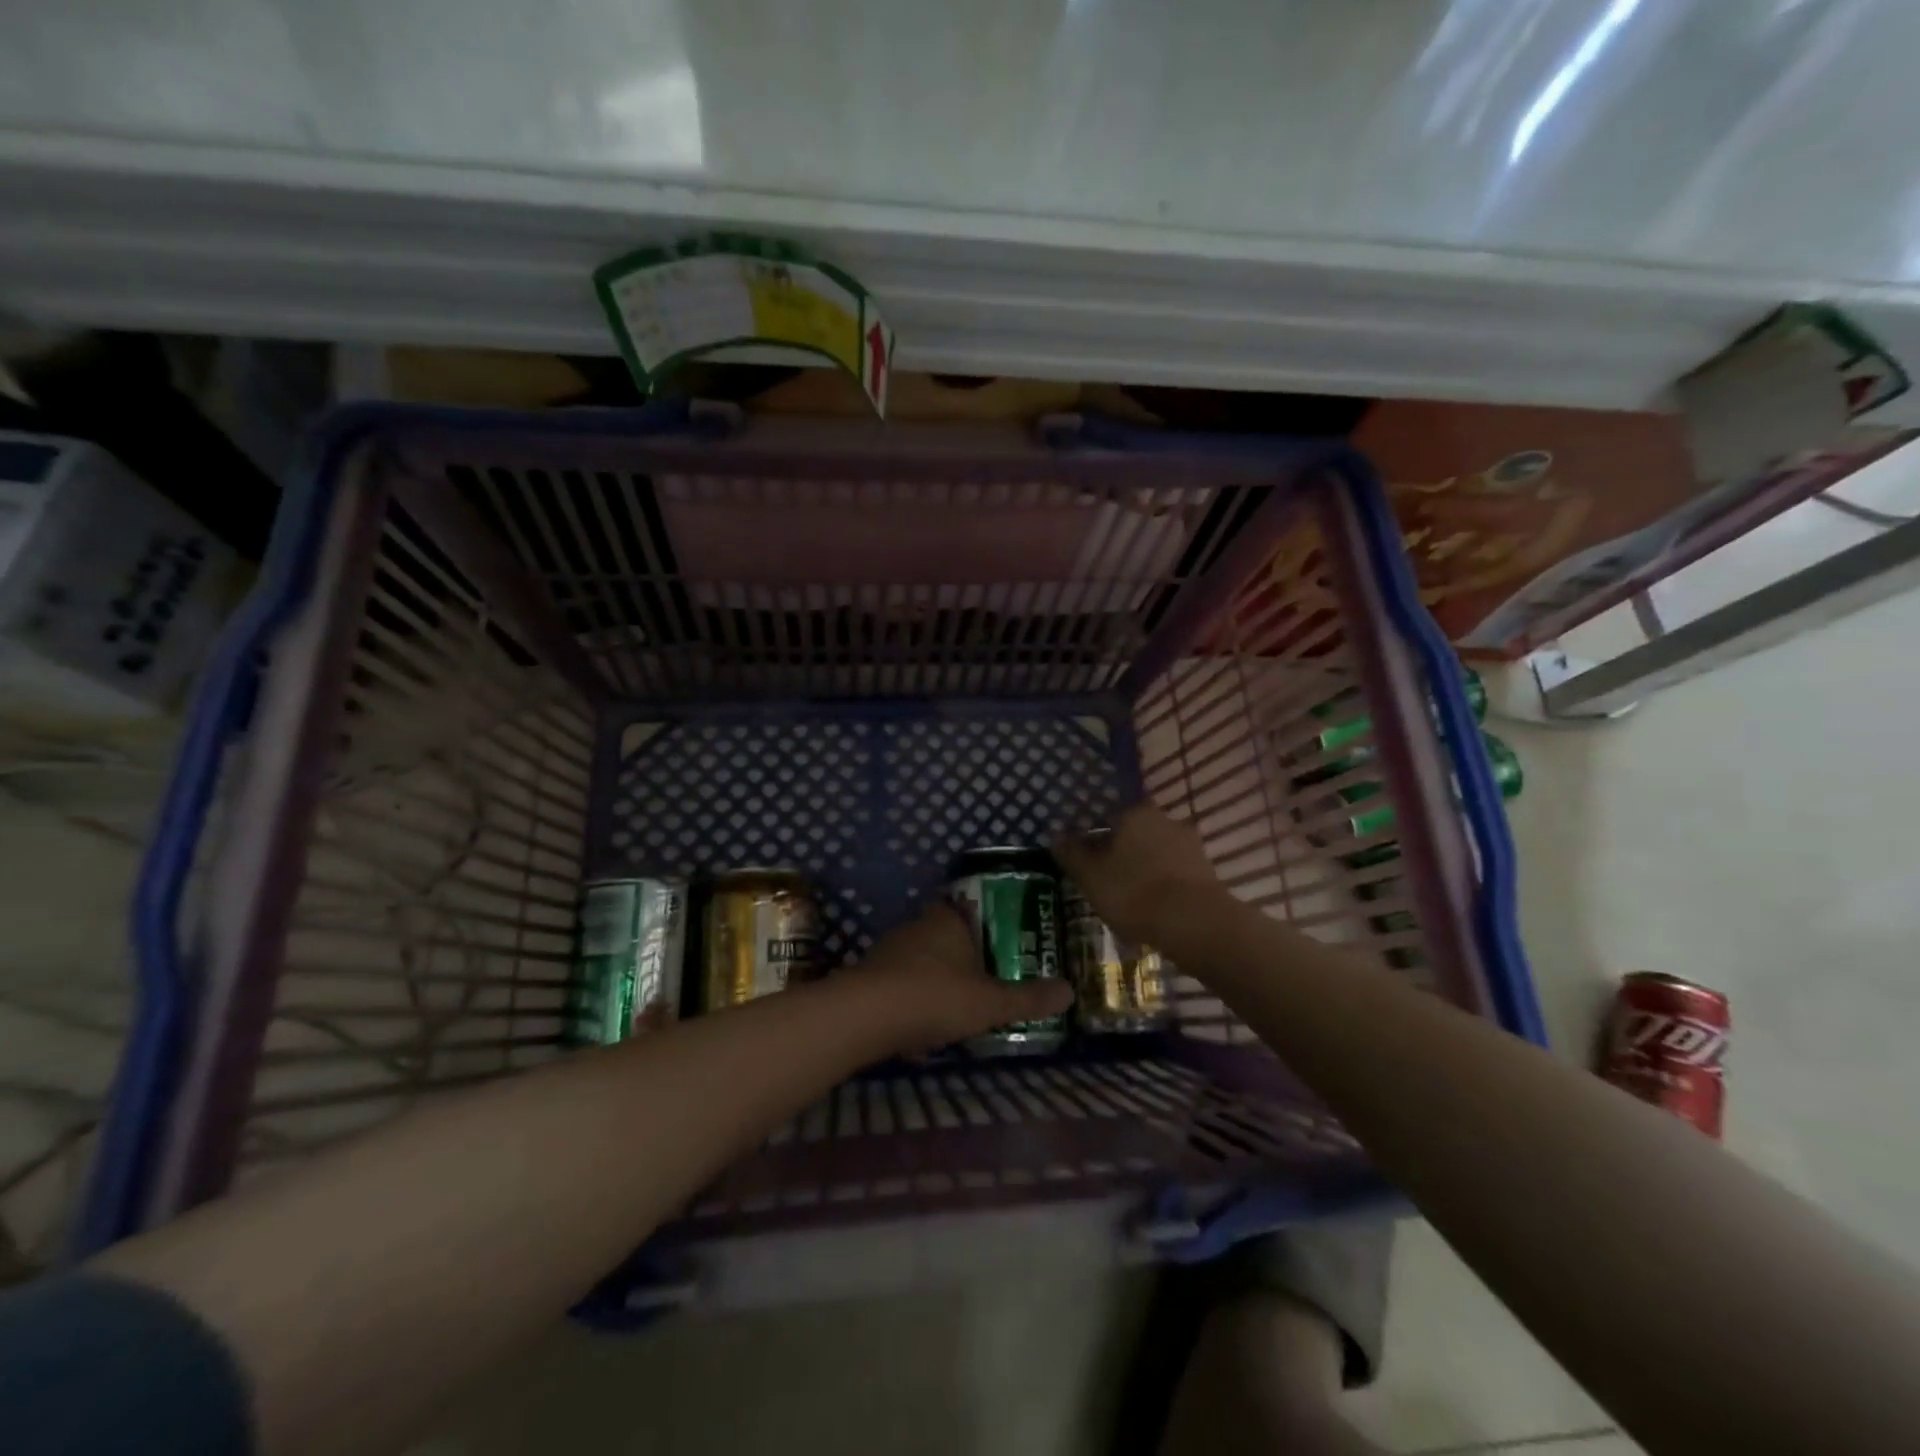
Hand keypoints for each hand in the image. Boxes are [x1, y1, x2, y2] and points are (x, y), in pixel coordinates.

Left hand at [857, 902, 1073, 1054]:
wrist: (865, 1016)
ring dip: (936, 979)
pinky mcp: (870, 976)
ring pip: (921, 960)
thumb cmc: (935, 997)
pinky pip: (900, 983)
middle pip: (945, 934)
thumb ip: (1028, 998)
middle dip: (962, 957)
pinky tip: (922, 1025)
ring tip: (958, 1007)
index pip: (968, 909)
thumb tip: (1070, 990)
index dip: (984, 924)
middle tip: (986, 980)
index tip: (1001, 944)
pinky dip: (912, 999)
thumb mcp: (990, 1002)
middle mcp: (918, 926)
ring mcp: (890, 949)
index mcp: (948, 920)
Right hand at [1053, 804, 1224, 947]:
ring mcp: (1190, 844)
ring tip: (1131, 901)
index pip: (1108, 817)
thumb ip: (1072, 853)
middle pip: (1134, 834)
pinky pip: (1175, 873)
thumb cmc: (1134, 893)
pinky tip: (1155, 909)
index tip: (1088, 863)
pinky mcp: (1207, 870)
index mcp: (1134, 813)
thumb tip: (1056, 835)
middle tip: (1107, 882)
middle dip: (1122, 854)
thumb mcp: (1090, 876)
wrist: (1196, 923)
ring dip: (1144, 870)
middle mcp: (1164, 819)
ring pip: (1156, 853)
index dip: (1095, 839)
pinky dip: (1164, 886)